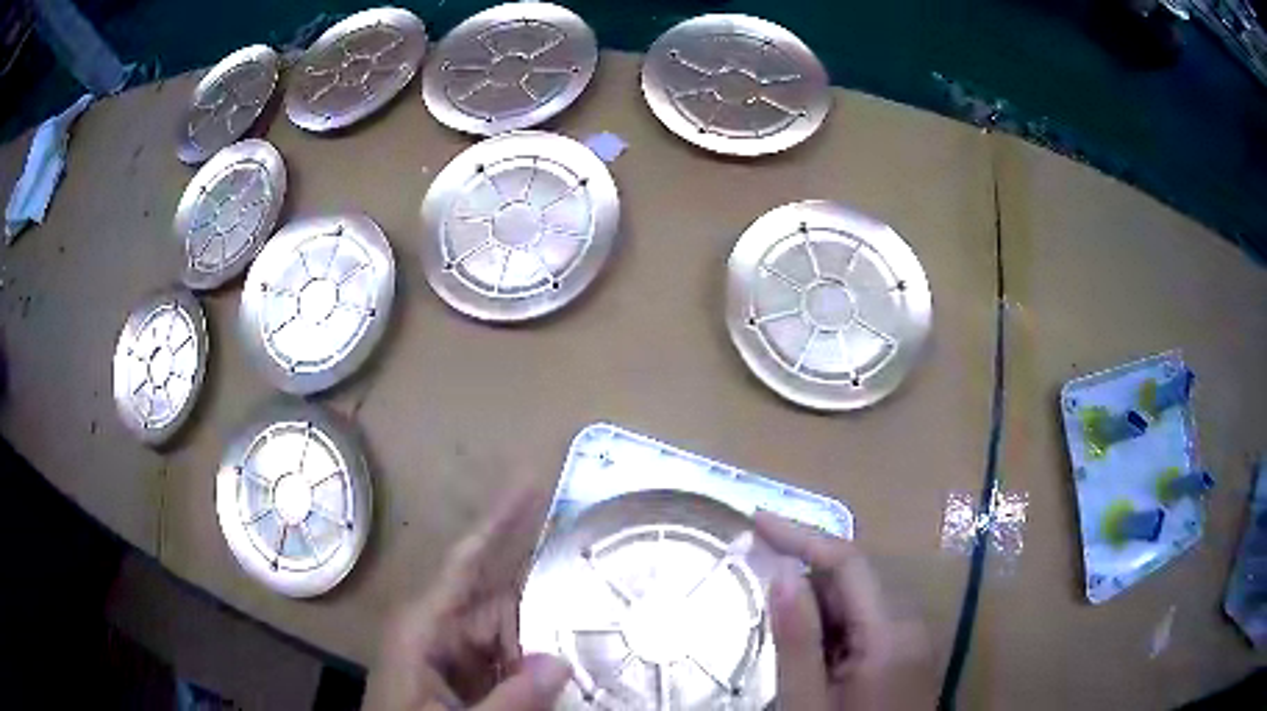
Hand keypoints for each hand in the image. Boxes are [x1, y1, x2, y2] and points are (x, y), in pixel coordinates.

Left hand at [365, 486, 571, 710]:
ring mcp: (450, 653)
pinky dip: (530, 666)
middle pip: (499, 599)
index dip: (501, 520)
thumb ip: (509, 698)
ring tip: (582, 644)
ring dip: (541, 643)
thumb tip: (560, 660)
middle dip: (543, 598)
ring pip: (509, 633)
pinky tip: (556, 677)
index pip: (468, 561)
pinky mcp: (461, 674)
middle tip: (593, 582)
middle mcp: (439, 628)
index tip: (532, 481)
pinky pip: (505, 659)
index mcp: (425, 625)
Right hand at [754, 511, 936, 709]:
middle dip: (806, 571)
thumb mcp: (808, 702)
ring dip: (818, 602)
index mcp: (890, 634)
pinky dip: (833, 626)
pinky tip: (810, 652)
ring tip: (777, 622)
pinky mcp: (906, 656)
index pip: (849, 563)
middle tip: (754, 575)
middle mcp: (910, 625)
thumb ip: (797, 641)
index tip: (757, 519)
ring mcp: (913, 641)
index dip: (802, 535)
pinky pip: (867, 624)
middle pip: (856, 578)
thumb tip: (781, 574)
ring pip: (860, 601)